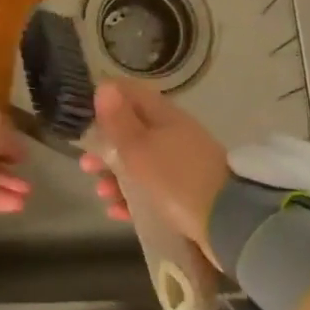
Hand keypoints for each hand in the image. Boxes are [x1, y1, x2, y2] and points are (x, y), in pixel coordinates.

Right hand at [80, 81, 229, 260]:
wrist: (227, 223)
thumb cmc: (176, 178)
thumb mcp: (140, 148)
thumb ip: (119, 120)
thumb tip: (105, 86)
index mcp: (165, 116)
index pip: (132, 94)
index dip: (106, 99)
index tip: (82, 114)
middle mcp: (174, 136)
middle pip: (133, 133)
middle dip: (106, 148)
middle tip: (86, 164)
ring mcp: (181, 166)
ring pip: (140, 165)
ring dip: (116, 177)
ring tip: (101, 193)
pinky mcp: (185, 195)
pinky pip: (151, 192)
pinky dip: (132, 199)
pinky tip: (116, 211)